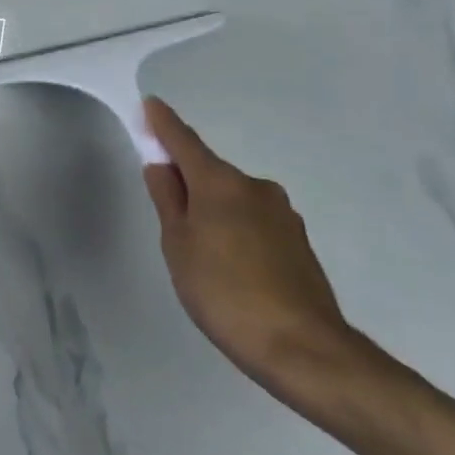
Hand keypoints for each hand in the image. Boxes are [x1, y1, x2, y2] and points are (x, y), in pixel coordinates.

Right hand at [142, 98, 364, 403]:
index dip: (164, 124)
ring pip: (233, 199)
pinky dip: (234, 229)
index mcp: (221, 183)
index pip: (185, 142)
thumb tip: (161, 166)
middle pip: (210, 172)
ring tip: (199, 252)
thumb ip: (168, 200)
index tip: (150, 105)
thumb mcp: (178, 245)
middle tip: (166, 212)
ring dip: (212, 209)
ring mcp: (282, 215)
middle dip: (187, 180)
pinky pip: (253, 221)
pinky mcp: (298, 243)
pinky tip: (229, 266)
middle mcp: (255, 188)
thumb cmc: (224, 292)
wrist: (303, 349)